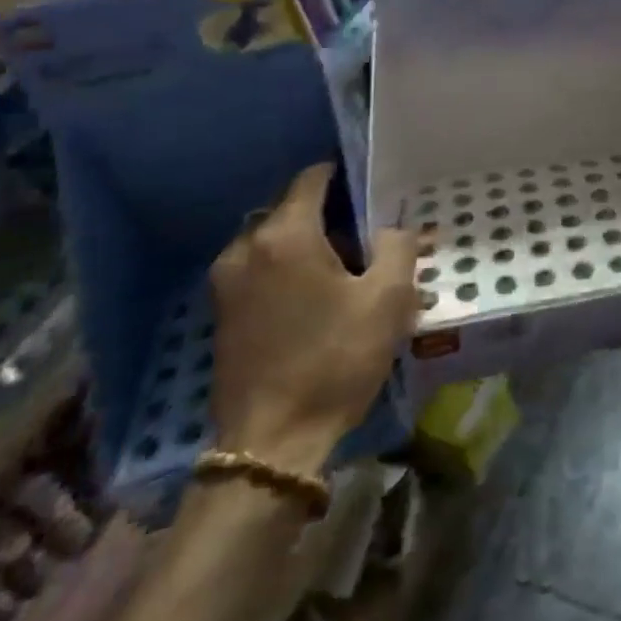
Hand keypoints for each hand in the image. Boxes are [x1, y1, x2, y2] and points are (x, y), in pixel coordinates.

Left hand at [210, 165, 417, 473]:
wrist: (272, 445)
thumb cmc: (335, 360)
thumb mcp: (387, 300)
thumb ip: (397, 246)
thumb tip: (392, 228)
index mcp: (285, 235)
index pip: (314, 178)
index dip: (347, 175)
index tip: (376, 188)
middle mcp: (246, 248)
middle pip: (294, 208)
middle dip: (333, 215)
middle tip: (372, 236)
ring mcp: (227, 282)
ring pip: (277, 240)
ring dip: (311, 244)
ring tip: (351, 269)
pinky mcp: (223, 312)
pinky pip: (262, 268)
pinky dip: (290, 268)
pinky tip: (320, 297)